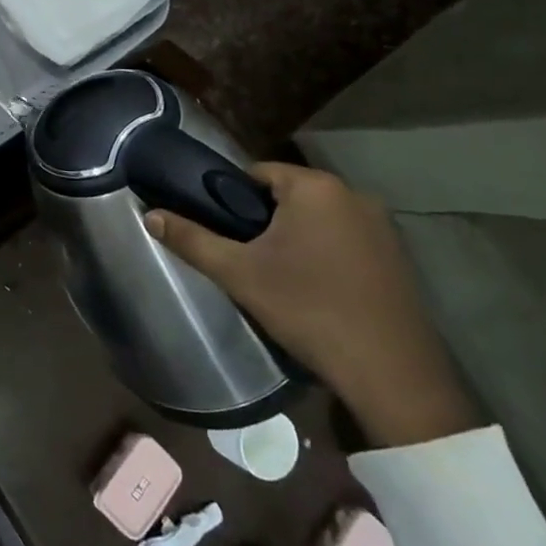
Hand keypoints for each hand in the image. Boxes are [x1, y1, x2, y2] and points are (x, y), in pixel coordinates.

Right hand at [145, 163, 479, 448]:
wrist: (390, 373)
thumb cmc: (308, 309)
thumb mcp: (239, 274)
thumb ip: (192, 239)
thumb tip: (149, 214)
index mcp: (315, 187)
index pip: (257, 173)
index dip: (231, 199)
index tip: (222, 232)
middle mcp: (353, 194)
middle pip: (289, 194)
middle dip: (264, 220)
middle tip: (245, 258)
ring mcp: (382, 225)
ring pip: (318, 218)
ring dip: (296, 237)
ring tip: (277, 276)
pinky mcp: (397, 256)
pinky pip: (346, 239)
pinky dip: (325, 253)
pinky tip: (316, 289)